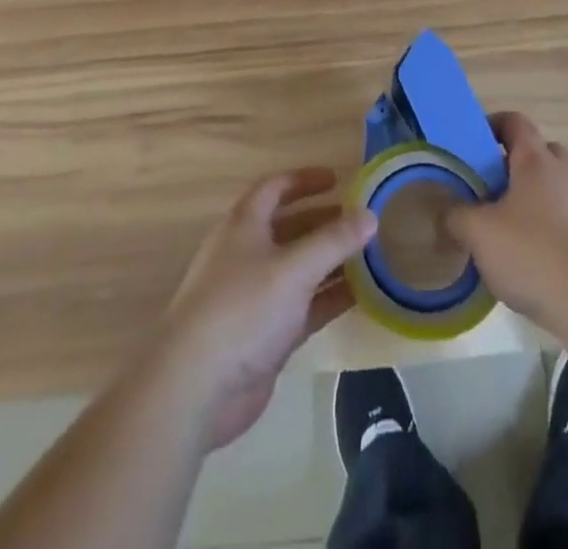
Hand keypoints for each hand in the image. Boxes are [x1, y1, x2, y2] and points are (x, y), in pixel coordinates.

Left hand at [159, 168, 376, 452]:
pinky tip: (361, 296)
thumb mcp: (293, 268)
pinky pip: (304, 306)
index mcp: (244, 225)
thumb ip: (334, 241)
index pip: (276, 188)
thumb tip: (370, 215)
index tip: (339, 179)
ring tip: (371, 256)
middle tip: (361, 221)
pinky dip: (329, 297)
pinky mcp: (266, 334)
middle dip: (324, 221)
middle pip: (290, 227)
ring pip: (300, 268)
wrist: (196, 386)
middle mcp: (248, 254)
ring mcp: (257, 296)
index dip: (305, 180)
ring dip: (331, 261)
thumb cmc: (242, 308)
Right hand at [442, 112, 567, 333]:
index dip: (492, 125)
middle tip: (487, 187)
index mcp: (536, 161)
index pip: (515, 122)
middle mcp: (564, 175)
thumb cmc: (534, 253)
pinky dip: (544, 234)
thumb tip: (445, 213)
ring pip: (552, 191)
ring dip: (528, 203)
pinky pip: (564, 225)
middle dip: (512, 166)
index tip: (471, 144)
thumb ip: (456, 217)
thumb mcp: (479, 233)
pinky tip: (525, 264)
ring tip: (500, 232)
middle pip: (539, 153)